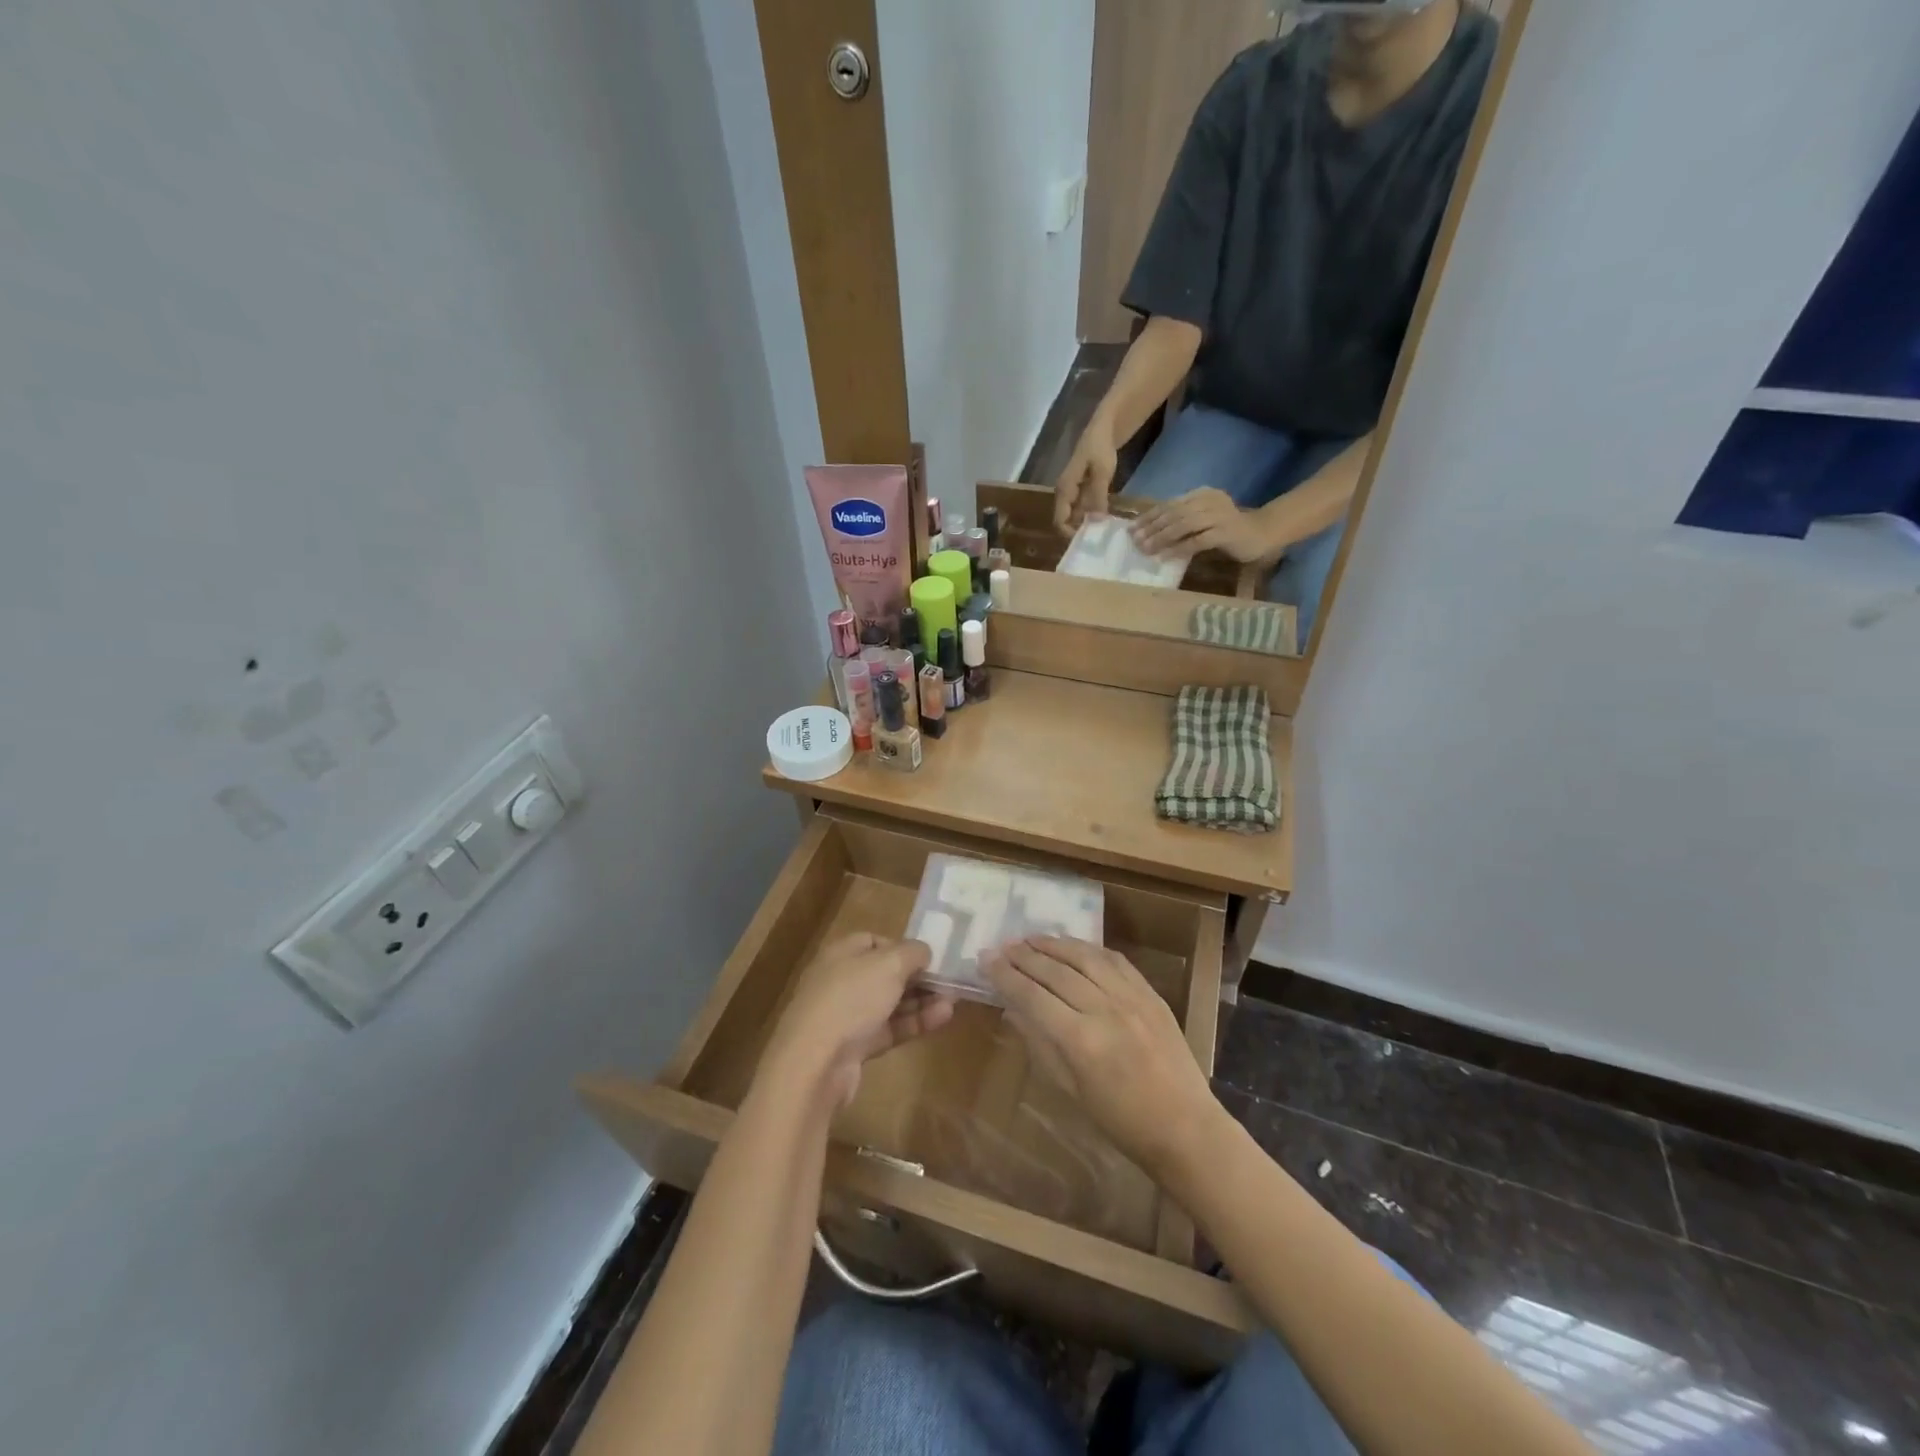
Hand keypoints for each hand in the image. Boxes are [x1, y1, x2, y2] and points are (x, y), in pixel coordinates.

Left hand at [760, 934, 953, 1110]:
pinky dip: (914, 1023)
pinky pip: (889, 1029)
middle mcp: (841, 980)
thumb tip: (924, 951)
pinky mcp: (854, 1047)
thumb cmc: (852, 998)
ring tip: (953, 1001)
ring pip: (889, 1003)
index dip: (902, 946)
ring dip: (921, 1001)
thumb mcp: (889, 964)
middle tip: (949, 981)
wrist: (815, 1063)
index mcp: (842, 953)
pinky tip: (942, 1018)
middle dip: (917, 977)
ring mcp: (847, 1016)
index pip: (874, 941)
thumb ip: (912, 952)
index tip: (929, 956)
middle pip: (885, 974)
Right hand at [986, 937, 1217, 1180]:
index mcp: (1080, 1040)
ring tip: (1031, 938)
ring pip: (1085, 957)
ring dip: (1054, 944)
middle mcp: (1104, 1009)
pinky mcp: (1151, 993)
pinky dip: (1089, 948)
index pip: (1032, 995)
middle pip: (1055, 971)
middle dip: (1024, 956)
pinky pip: (1115, 960)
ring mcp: (1131, 997)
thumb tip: (1012, 1009)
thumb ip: (1040, 1044)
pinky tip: (1073, 946)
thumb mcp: (1070, 1090)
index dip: (1005, 976)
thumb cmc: (1120, 1121)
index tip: (985, 960)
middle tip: (1001, 946)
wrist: (1185, 1127)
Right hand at [1053, 420, 1117, 534]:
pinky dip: (1091, 516)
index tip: (1087, 541)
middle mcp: (1064, 494)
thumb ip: (1097, 497)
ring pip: (1075, 516)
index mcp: (1064, 490)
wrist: (1103, 428)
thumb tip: (1095, 522)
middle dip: (1078, 532)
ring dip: (1086, 525)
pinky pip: (1082, 509)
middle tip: (1097, 541)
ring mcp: (1072, 492)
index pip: (1059, 520)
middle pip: (1065, 521)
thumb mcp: (1101, 472)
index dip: (1069, 534)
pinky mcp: (1080, 490)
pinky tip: (1104, 520)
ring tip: (1103, 534)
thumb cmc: (1100, 447)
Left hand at [1130, 487, 1267, 562]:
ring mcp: (1219, 516)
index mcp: (1202, 494)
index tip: (1132, 529)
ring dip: (1162, 538)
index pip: (1170, 503)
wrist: (1261, 534)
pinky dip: (1179, 549)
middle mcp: (1210, 501)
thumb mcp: (1202, 519)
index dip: (1149, 516)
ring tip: (1146, 550)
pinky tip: (1165, 557)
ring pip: (1184, 525)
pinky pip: (1197, 541)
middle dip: (1152, 528)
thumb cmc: (1227, 529)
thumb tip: (1149, 531)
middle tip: (1135, 541)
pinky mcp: (1226, 532)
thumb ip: (1182, 520)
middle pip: (1174, 513)